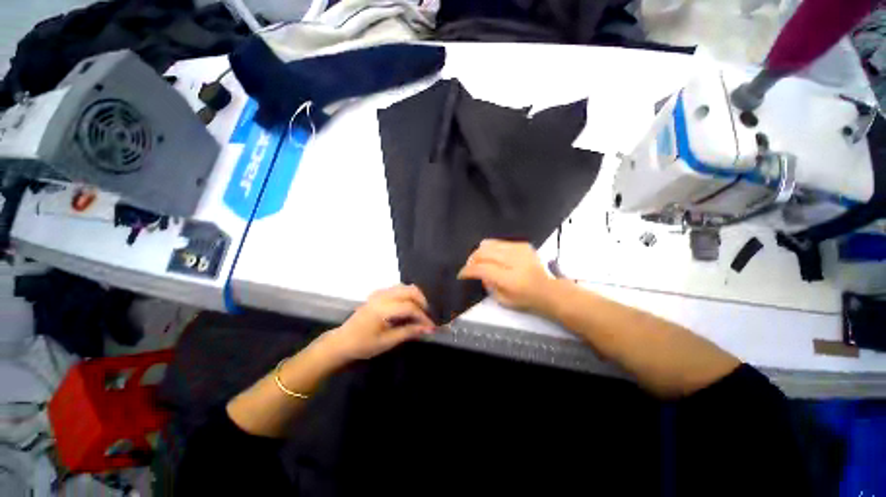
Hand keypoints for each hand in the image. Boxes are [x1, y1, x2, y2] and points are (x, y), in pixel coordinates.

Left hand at [320, 285, 435, 362]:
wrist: (342, 341)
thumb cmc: (363, 345)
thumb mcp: (387, 342)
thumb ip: (408, 332)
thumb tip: (427, 329)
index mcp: (383, 309)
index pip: (410, 307)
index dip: (423, 316)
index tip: (431, 327)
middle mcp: (382, 296)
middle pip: (410, 291)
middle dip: (422, 302)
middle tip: (427, 316)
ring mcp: (379, 292)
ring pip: (405, 287)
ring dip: (415, 297)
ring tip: (419, 311)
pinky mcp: (378, 293)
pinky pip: (398, 288)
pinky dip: (407, 295)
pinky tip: (408, 306)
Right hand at [457, 239, 553, 311]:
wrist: (548, 289)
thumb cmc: (525, 298)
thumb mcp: (503, 300)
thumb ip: (487, 285)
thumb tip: (479, 273)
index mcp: (510, 278)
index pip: (482, 268)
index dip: (468, 270)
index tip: (462, 274)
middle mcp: (514, 261)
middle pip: (483, 252)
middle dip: (472, 259)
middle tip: (470, 267)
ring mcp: (519, 250)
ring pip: (489, 244)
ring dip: (480, 252)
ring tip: (480, 261)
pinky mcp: (522, 244)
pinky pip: (499, 242)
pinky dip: (492, 249)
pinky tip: (493, 257)